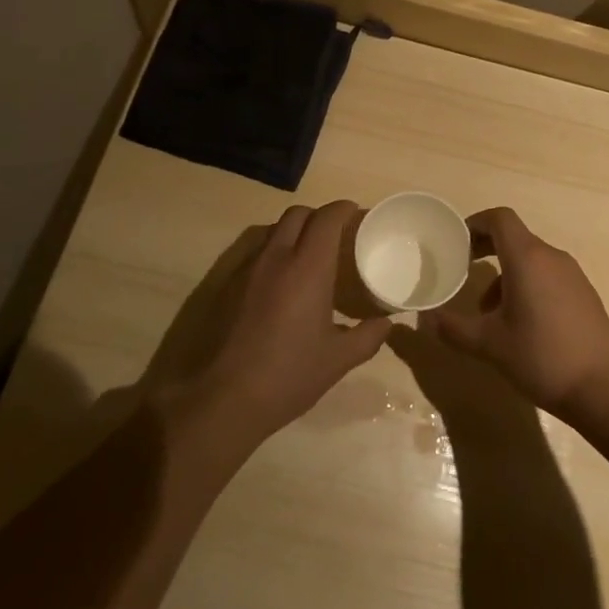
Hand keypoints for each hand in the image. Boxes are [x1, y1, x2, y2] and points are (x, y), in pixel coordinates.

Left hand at [187, 201, 392, 442]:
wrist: (222, 399)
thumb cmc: (287, 375)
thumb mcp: (337, 360)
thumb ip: (367, 336)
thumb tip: (387, 323)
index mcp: (307, 268)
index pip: (326, 218)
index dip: (343, 209)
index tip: (356, 214)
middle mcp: (275, 257)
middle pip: (297, 214)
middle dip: (319, 215)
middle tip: (335, 235)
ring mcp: (246, 269)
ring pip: (273, 230)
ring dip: (294, 232)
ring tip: (308, 256)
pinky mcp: (225, 285)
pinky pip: (255, 252)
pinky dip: (273, 252)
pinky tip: (280, 283)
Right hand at [420, 208, 608, 419]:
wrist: (603, 387)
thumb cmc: (541, 357)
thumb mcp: (489, 345)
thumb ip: (453, 328)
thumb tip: (426, 319)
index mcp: (527, 258)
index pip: (500, 218)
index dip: (476, 223)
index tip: (457, 242)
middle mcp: (551, 257)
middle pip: (514, 237)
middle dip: (487, 249)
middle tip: (464, 270)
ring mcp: (572, 274)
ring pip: (531, 259)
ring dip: (506, 273)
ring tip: (489, 311)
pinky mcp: (584, 293)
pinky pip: (548, 275)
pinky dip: (528, 284)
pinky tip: (521, 323)